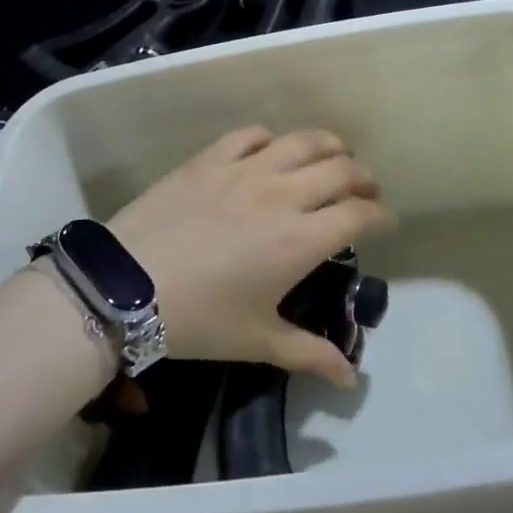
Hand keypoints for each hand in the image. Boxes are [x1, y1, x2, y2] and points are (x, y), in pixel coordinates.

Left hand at [107, 127, 393, 386]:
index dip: (380, 215)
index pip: (359, 214)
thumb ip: (309, 355)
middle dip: (363, 177)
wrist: (128, 285)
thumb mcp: (256, 340)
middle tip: (365, 189)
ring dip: (329, 145)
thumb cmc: (199, 318)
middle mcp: (284, 194)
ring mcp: (246, 169)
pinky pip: (252, 134)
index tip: (385, 221)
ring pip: (303, 141)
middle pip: (341, 169)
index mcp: (301, 239)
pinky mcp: (212, 157)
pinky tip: (271, 149)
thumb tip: (351, 379)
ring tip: (335, 155)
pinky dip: (271, 138)